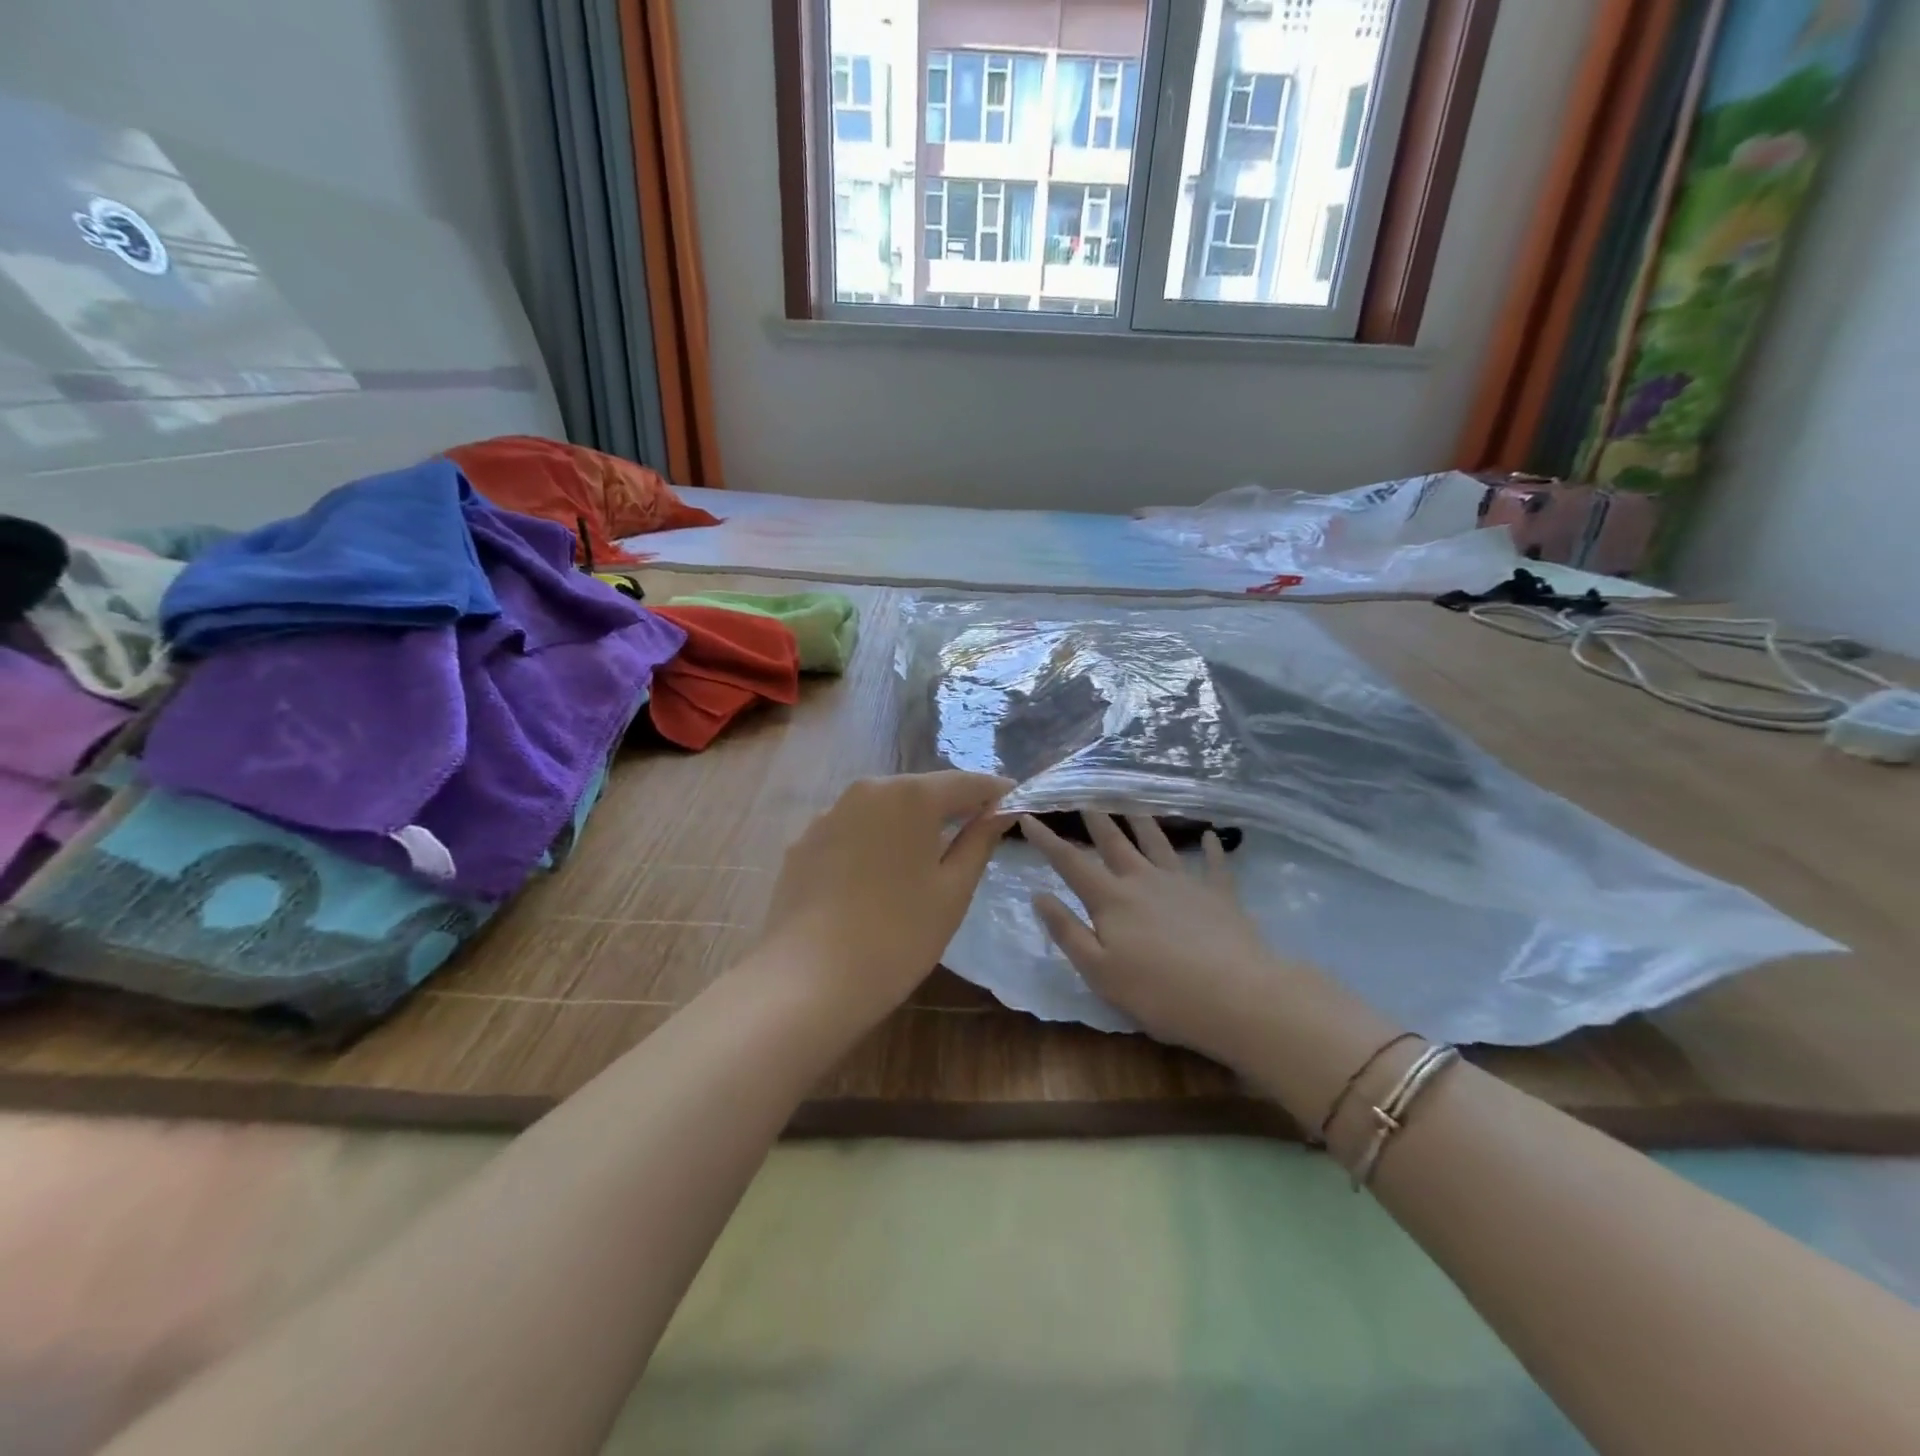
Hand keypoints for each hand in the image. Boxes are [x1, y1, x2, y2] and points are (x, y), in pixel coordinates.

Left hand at [749, 773, 1011, 1026]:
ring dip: (909, 825)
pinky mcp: (803, 843)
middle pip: (921, 791)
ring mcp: (828, 815)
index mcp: (910, 795)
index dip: (995, 792)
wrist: (808, 980)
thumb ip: (979, 842)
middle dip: (951, 807)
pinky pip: (852, 832)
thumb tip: (1000, 812)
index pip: (966, 783)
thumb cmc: (898, 935)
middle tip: (977, 831)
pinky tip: (877, 879)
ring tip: (926, 858)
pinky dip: (873, 843)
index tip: (1017, 803)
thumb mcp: (953, 891)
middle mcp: (866, 790)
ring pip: (883, 810)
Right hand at [1022, 812, 1290, 1066]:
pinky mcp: (1219, 895)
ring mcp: (1184, 883)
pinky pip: (1214, 866)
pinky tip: (1211, 837)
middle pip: (1115, 842)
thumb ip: (1067, 930)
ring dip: (1143, 822)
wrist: (1235, 996)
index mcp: (1111, 899)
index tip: (1029, 817)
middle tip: (1085, 796)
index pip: (1071, 862)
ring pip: (1158, 843)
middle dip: (1096, 819)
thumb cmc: (1158, 992)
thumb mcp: (1098, 970)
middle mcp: (1144, 880)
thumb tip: (1038, 894)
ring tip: (1133, 803)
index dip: (1047, 840)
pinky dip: (1211, 850)